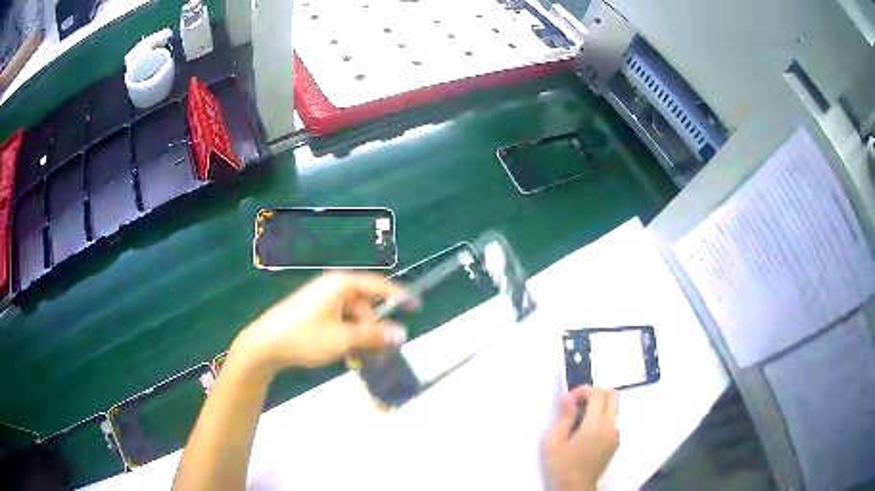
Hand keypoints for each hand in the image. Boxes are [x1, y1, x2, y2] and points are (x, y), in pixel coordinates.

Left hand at [231, 273, 410, 372]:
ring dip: (361, 338)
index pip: (378, 285)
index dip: (399, 296)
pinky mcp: (314, 314)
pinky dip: (348, 338)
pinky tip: (348, 356)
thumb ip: (373, 337)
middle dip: (375, 329)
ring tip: (363, 360)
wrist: (265, 345)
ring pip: (353, 318)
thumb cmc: (304, 337)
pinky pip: (340, 323)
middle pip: (365, 306)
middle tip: (383, 352)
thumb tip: (402, 335)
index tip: (416, 307)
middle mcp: (333, 288)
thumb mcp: (342, 339)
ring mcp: (322, 301)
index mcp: (341, 285)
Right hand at [544, 386, 619, 490]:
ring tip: (578, 420)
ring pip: (614, 407)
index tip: (568, 401)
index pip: (598, 394)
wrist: (575, 488)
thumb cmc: (562, 465)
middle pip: (613, 395)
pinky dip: (601, 417)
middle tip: (577, 404)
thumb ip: (564, 416)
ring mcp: (616, 435)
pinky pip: (612, 421)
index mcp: (596, 425)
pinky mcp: (615, 443)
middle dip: (595, 393)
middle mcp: (611, 426)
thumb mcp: (553, 441)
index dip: (583, 391)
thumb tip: (567, 396)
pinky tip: (585, 432)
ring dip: (599, 405)